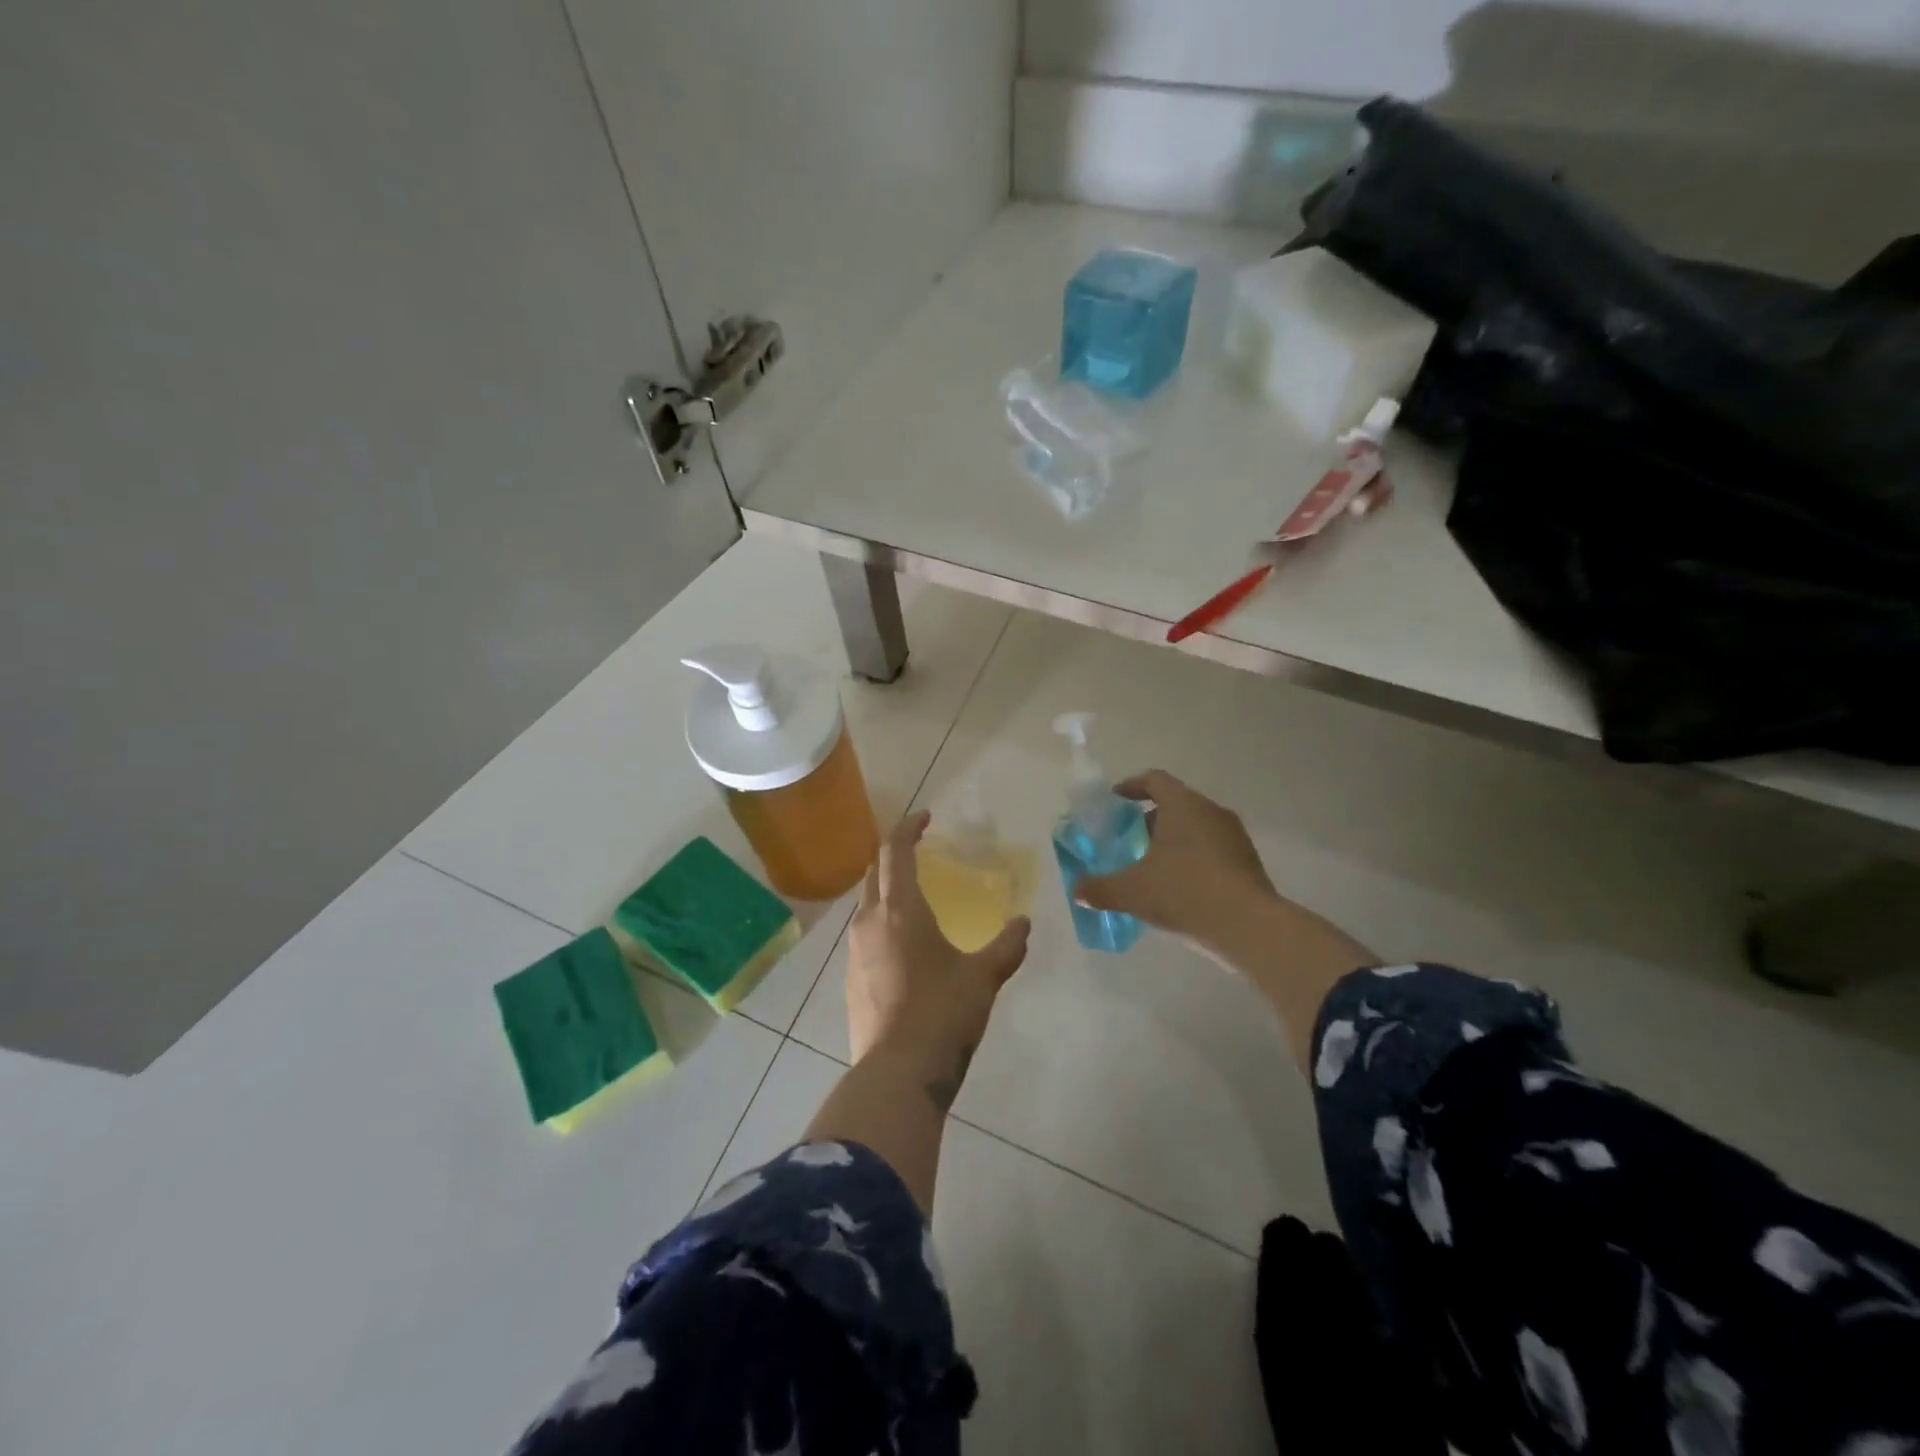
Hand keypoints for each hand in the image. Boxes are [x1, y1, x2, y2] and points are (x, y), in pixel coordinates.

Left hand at [846, 811, 1030, 1109]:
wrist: (897, 1073)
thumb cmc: (942, 1013)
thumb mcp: (983, 978)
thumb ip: (1006, 947)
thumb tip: (1025, 924)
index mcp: (899, 909)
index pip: (894, 850)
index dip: (908, 828)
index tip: (926, 817)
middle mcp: (869, 921)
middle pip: (874, 873)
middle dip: (894, 856)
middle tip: (919, 852)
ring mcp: (854, 951)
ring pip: (866, 905)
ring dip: (885, 891)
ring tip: (914, 899)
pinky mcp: (850, 979)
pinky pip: (864, 935)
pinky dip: (881, 924)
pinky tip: (903, 945)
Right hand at [1076, 771, 1374, 1073]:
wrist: (1249, 928)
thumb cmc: (1184, 893)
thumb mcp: (1132, 892)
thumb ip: (1100, 889)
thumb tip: (1077, 891)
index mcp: (1183, 805)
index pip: (1154, 780)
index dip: (1131, 786)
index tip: (1115, 800)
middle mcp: (1211, 811)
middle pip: (1175, 804)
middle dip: (1149, 820)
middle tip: (1128, 840)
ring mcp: (1234, 837)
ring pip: (1196, 828)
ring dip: (1172, 841)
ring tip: (1151, 866)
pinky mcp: (1248, 862)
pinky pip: (1212, 850)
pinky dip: (1192, 859)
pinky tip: (1179, 888)